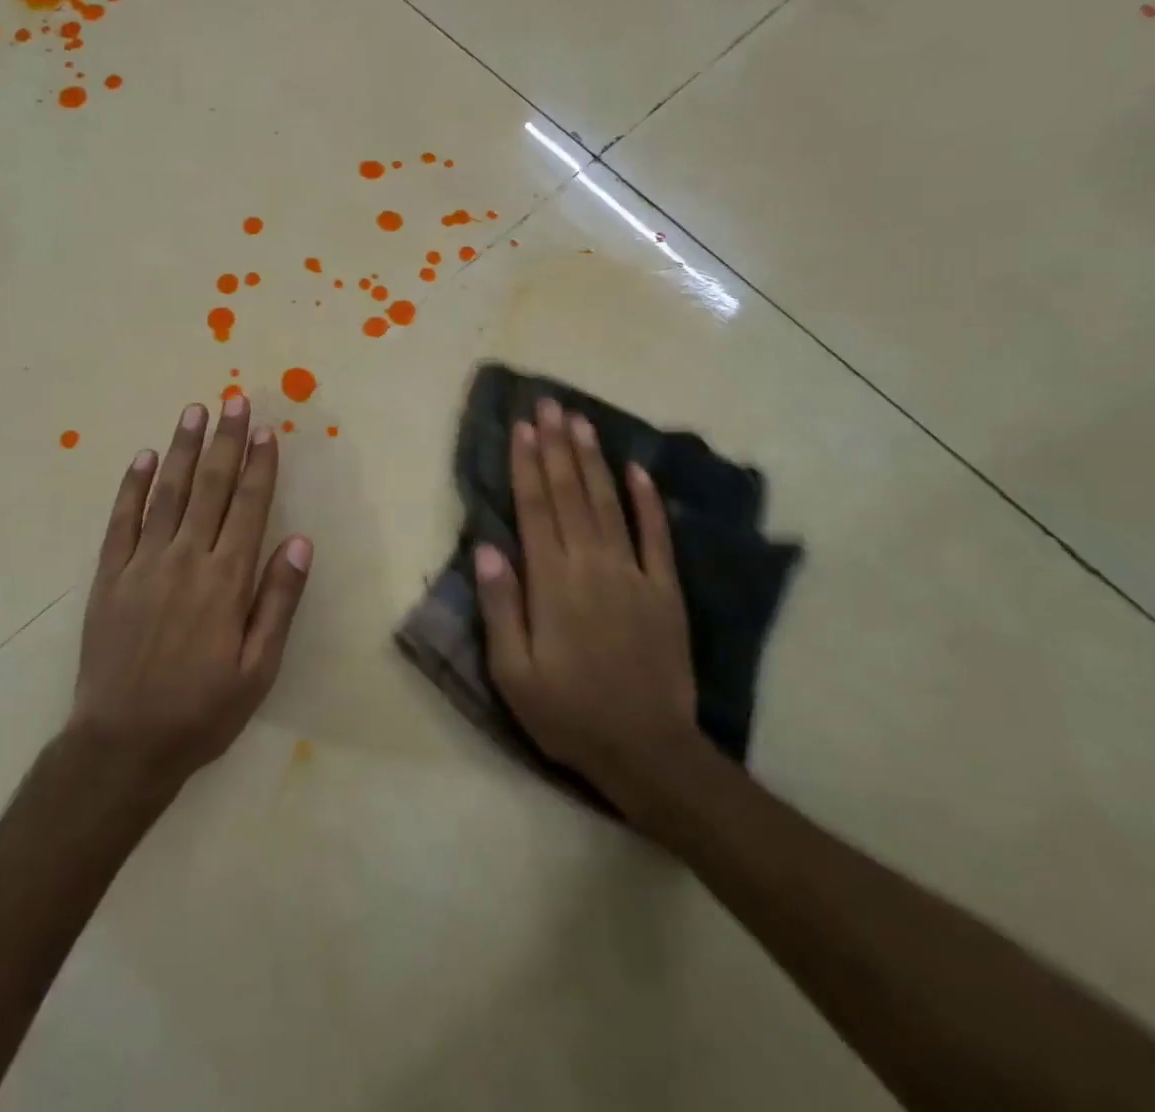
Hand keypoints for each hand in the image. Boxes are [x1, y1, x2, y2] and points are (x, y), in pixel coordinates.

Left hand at [66, 397, 312, 796]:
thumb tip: (300, 541)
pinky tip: (143, 458)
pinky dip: (132, 486)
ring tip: (195, 412)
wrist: (122, 744)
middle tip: (234, 400)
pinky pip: (122, 520)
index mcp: (226, 580)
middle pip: (212, 487)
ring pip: (168, 492)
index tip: (267, 431)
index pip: (249, 507)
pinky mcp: (109, 575)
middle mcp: (186, 559)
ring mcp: (143, 564)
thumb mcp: (258, 669)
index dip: (260, 466)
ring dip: (183, 449)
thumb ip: (278, 601)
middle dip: (226, 441)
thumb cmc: (202, 710)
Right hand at [475, 398, 700, 804]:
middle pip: (569, 494)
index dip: (526, 465)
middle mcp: (592, 565)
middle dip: (556, 446)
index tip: (521, 428)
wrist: (648, 750)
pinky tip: (637, 470)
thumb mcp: (513, 672)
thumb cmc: (568, 713)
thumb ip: (501, 606)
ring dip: (592, 459)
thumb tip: (488, 547)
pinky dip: (647, 500)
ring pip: (608, 503)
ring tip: (580, 420)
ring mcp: (634, 574)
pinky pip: (656, 536)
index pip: (535, 509)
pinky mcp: (666, 590)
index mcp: (552, 583)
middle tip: (548, 405)